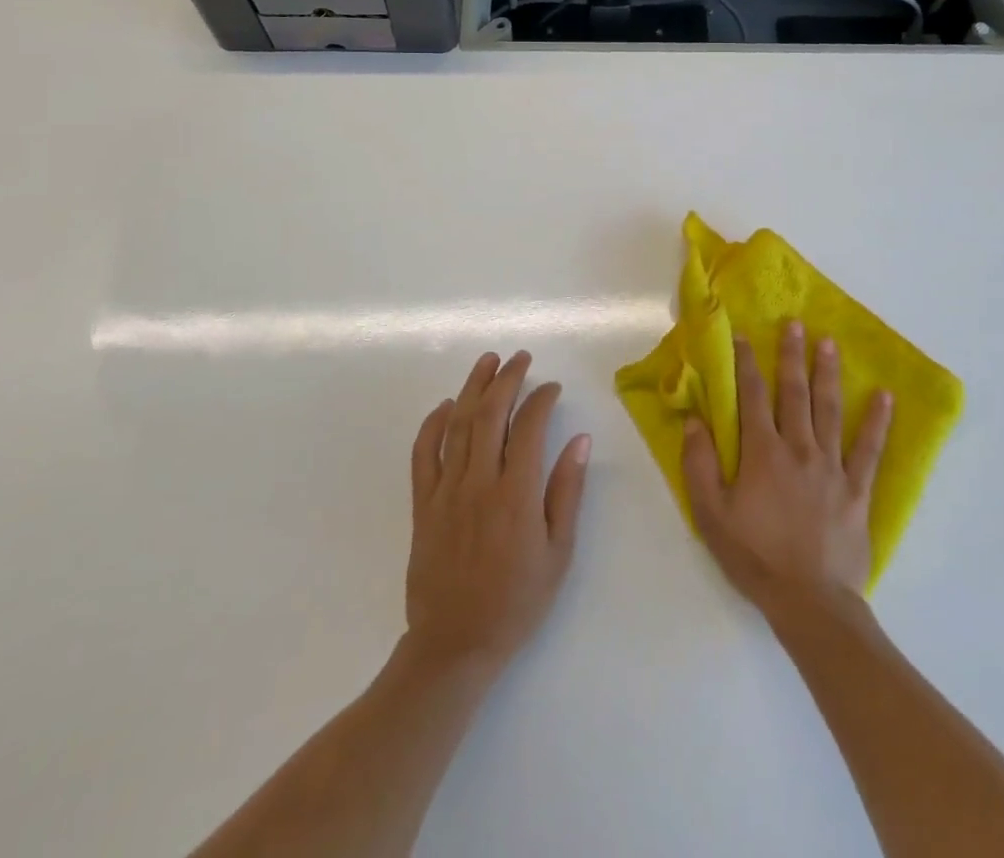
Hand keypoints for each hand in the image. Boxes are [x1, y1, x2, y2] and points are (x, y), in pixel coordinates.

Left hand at [404, 351, 590, 673]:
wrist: (455, 646)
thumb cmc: (516, 602)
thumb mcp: (558, 553)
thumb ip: (567, 492)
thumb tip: (580, 440)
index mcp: (516, 496)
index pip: (529, 428)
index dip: (542, 399)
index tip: (552, 388)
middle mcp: (479, 483)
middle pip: (490, 414)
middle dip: (507, 379)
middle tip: (520, 358)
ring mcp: (446, 491)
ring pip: (458, 424)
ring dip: (473, 387)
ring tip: (487, 361)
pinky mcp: (423, 504)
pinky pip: (424, 454)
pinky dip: (433, 424)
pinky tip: (446, 406)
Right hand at [682, 322, 892, 614]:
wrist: (810, 603)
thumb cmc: (755, 557)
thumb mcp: (711, 514)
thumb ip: (699, 464)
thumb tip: (695, 420)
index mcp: (762, 452)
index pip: (751, 396)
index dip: (746, 363)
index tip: (744, 335)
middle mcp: (798, 448)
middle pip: (794, 392)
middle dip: (792, 356)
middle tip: (795, 324)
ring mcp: (832, 466)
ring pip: (829, 410)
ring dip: (828, 374)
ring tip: (830, 343)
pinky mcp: (857, 489)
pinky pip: (869, 449)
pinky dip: (878, 422)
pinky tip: (885, 396)